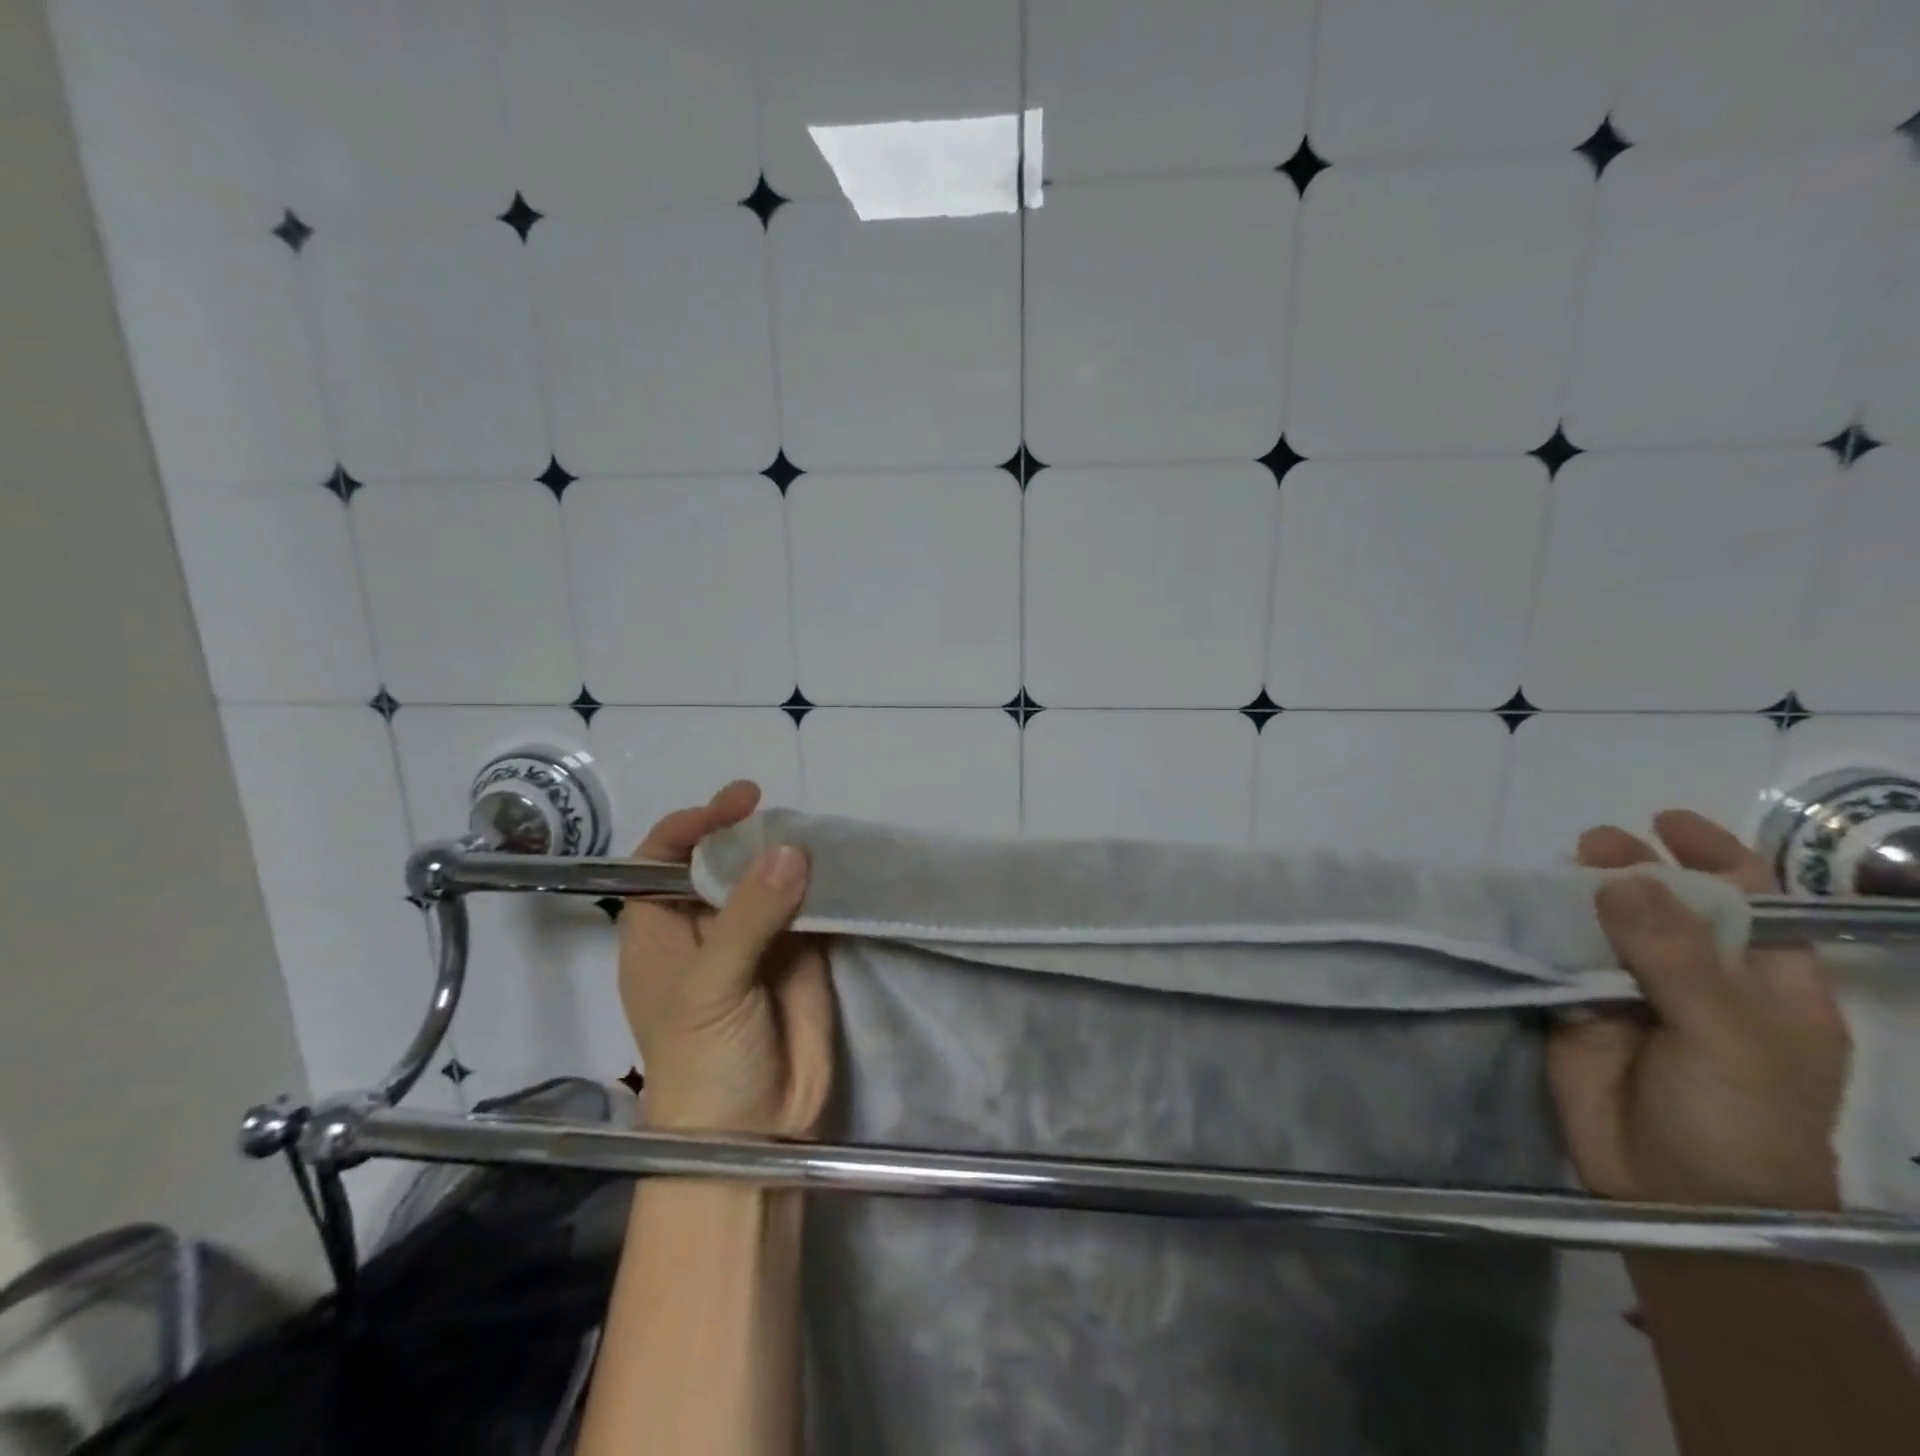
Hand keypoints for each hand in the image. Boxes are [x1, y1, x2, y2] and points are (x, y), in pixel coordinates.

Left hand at [617, 781, 833, 1136]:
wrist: (756, 1134)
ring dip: (790, 855)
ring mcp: (756, 936)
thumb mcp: (712, 987)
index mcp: (659, 928)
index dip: (694, 825)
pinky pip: (810, 904)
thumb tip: (791, 849)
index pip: (663, 857)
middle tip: (786, 816)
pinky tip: (840, 864)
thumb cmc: (702, 1063)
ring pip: (769, 877)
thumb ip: (750, 917)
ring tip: (817, 834)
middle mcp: (705, 924)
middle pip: (721, 860)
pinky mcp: (801, 951)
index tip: (737, 806)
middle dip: (748, 834)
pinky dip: (823, 883)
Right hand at [1549, 809, 1848, 1210]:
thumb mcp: (1728, 1040)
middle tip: (1592, 844)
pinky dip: (1538, 934)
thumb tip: (1620, 879)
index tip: (1666, 821)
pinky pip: (1556, 961)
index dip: (1715, 857)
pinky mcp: (1576, 1011)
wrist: (1675, 1201)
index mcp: (1764, 985)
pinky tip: (1521, 910)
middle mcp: (1696, 979)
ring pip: (1602, 928)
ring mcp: (1631, 994)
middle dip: (1634, 869)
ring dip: (1579, 896)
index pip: (1750, 904)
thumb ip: (1674, 959)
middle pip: (1665, 906)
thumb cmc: (1739, 1123)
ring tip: (1554, 867)